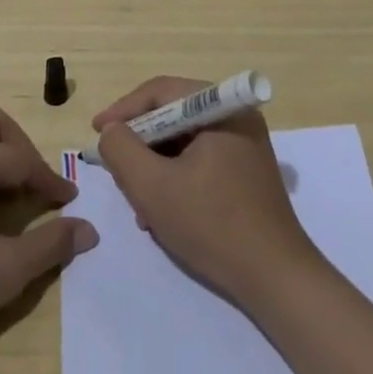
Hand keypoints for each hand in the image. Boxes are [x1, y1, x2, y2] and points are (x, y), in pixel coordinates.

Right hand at [94, 76, 320, 308]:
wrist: (276, 280)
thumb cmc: (213, 225)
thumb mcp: (153, 187)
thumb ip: (122, 150)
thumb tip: (111, 131)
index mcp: (220, 107)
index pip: (160, 92)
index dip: (123, 111)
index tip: (96, 133)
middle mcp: (235, 116)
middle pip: (171, 117)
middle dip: (140, 146)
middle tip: (117, 171)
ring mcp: (244, 144)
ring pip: (183, 142)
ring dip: (155, 168)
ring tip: (139, 204)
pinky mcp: (247, 172)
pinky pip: (199, 161)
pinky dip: (176, 179)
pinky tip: (163, 213)